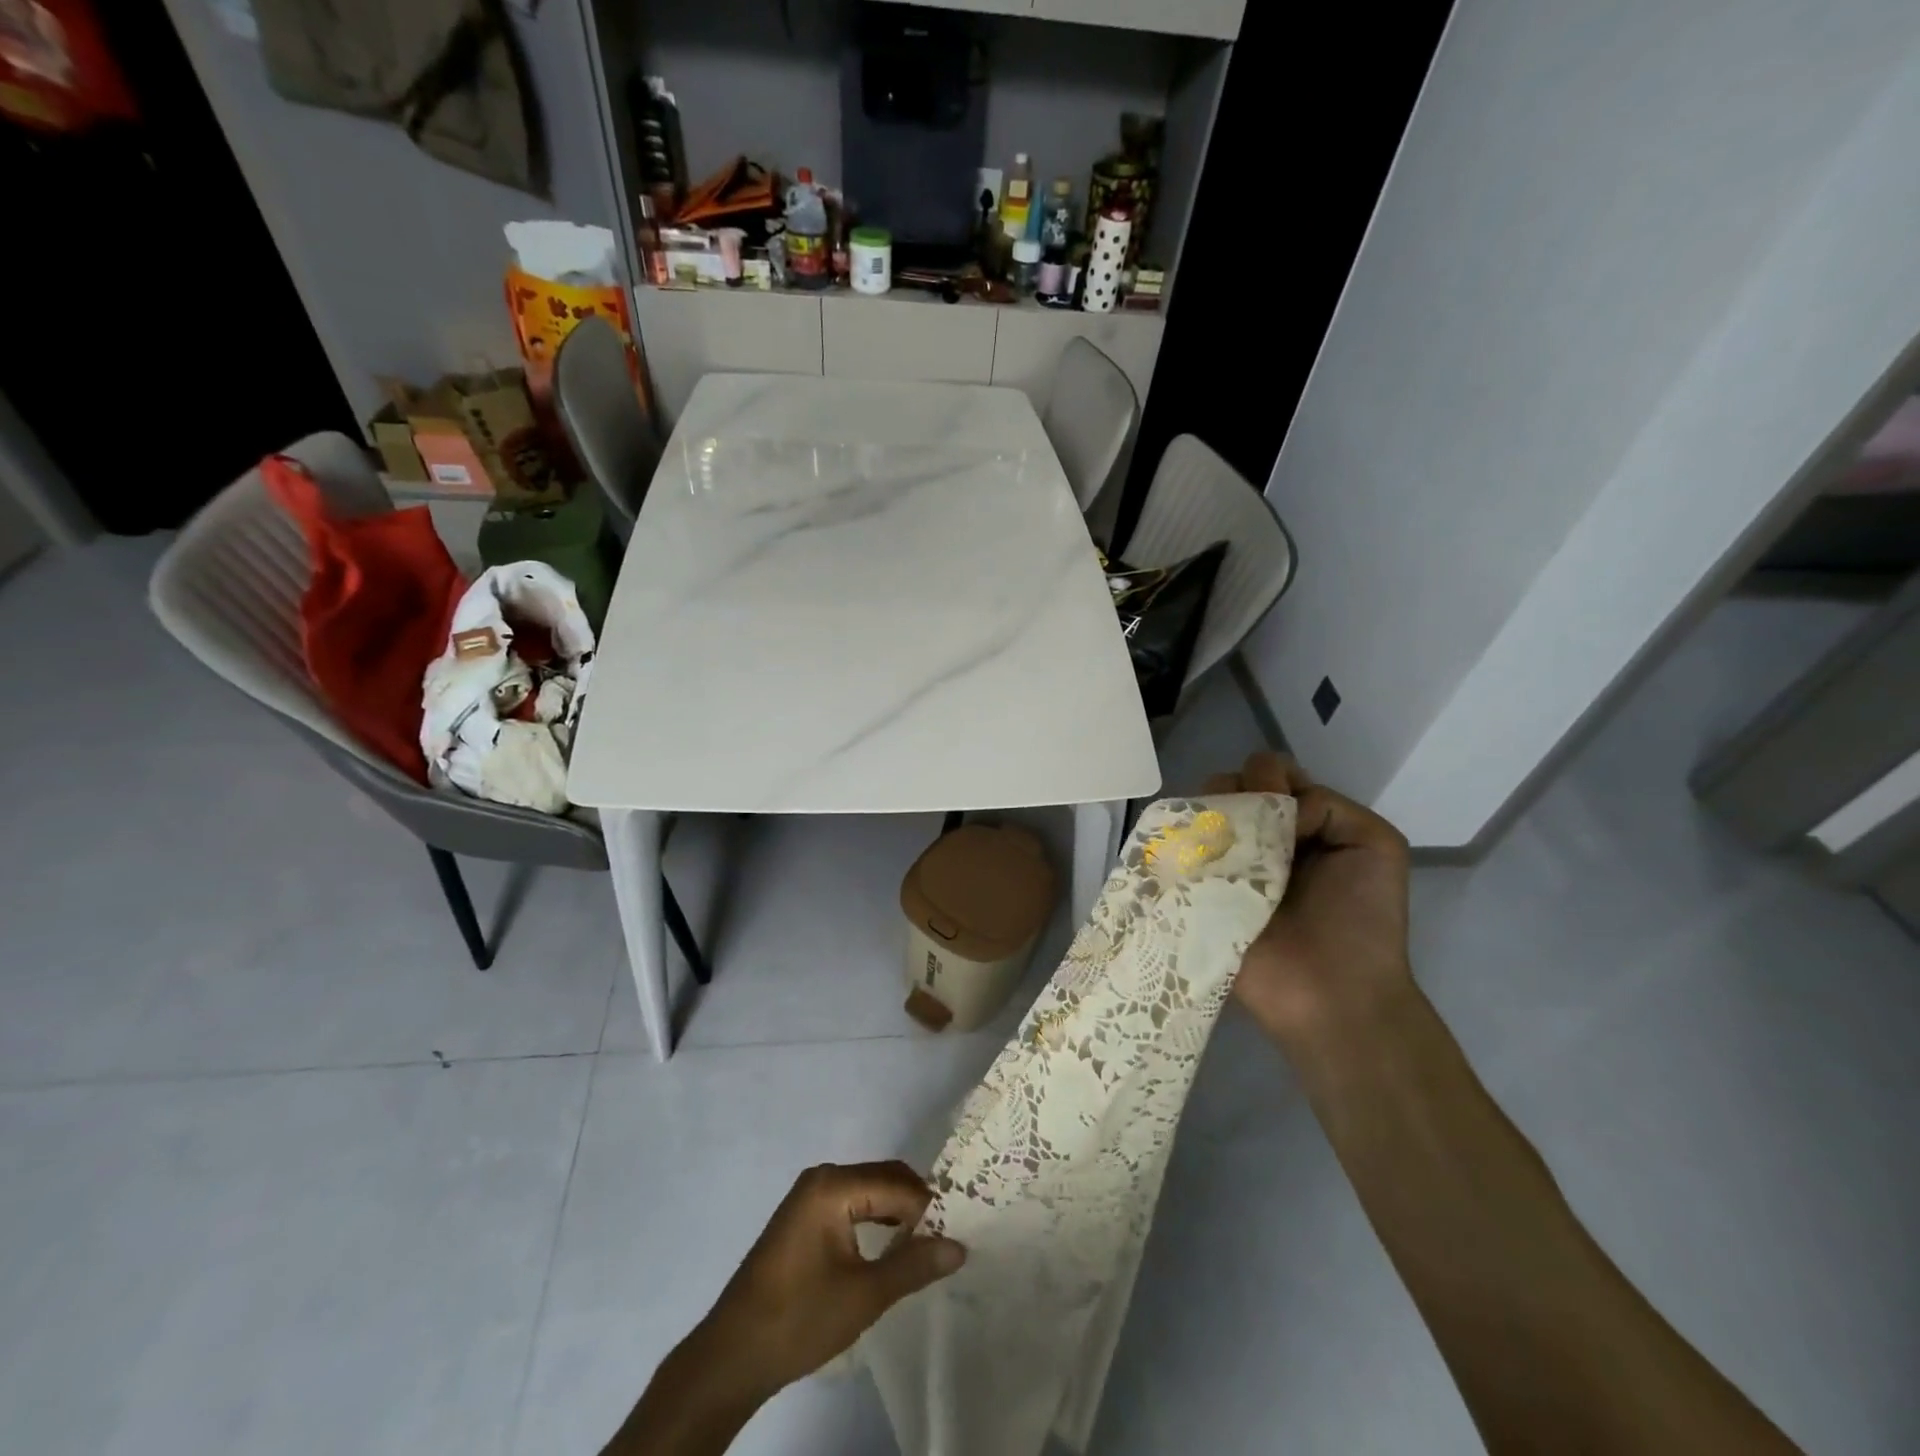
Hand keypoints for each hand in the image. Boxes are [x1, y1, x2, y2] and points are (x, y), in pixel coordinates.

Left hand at [692, 1161, 966, 1402]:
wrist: (732, 1355)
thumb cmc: (799, 1319)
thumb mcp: (864, 1295)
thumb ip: (913, 1265)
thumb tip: (959, 1246)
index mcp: (834, 1185)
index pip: (897, 1184)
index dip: (929, 1209)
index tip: (954, 1235)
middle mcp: (822, 1178)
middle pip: (883, 1179)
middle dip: (915, 1206)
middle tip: (944, 1240)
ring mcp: (808, 1196)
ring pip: (868, 1191)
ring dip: (896, 1213)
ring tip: (921, 1247)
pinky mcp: (802, 1217)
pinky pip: (851, 1204)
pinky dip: (874, 1220)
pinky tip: (887, 1249)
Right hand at [1204, 752, 1412, 1049]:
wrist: (1333, 993)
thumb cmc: (1362, 921)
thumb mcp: (1375, 844)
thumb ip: (1328, 805)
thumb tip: (1270, 811)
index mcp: (1298, 823)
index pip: (1269, 772)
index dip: (1270, 776)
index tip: (1283, 803)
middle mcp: (1257, 837)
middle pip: (1229, 785)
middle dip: (1238, 792)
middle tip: (1253, 827)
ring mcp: (1221, 863)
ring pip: (1198, 812)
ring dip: (1209, 816)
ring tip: (1225, 845)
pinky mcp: (1194, 891)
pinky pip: (1176, 852)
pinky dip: (1181, 845)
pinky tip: (1195, 855)